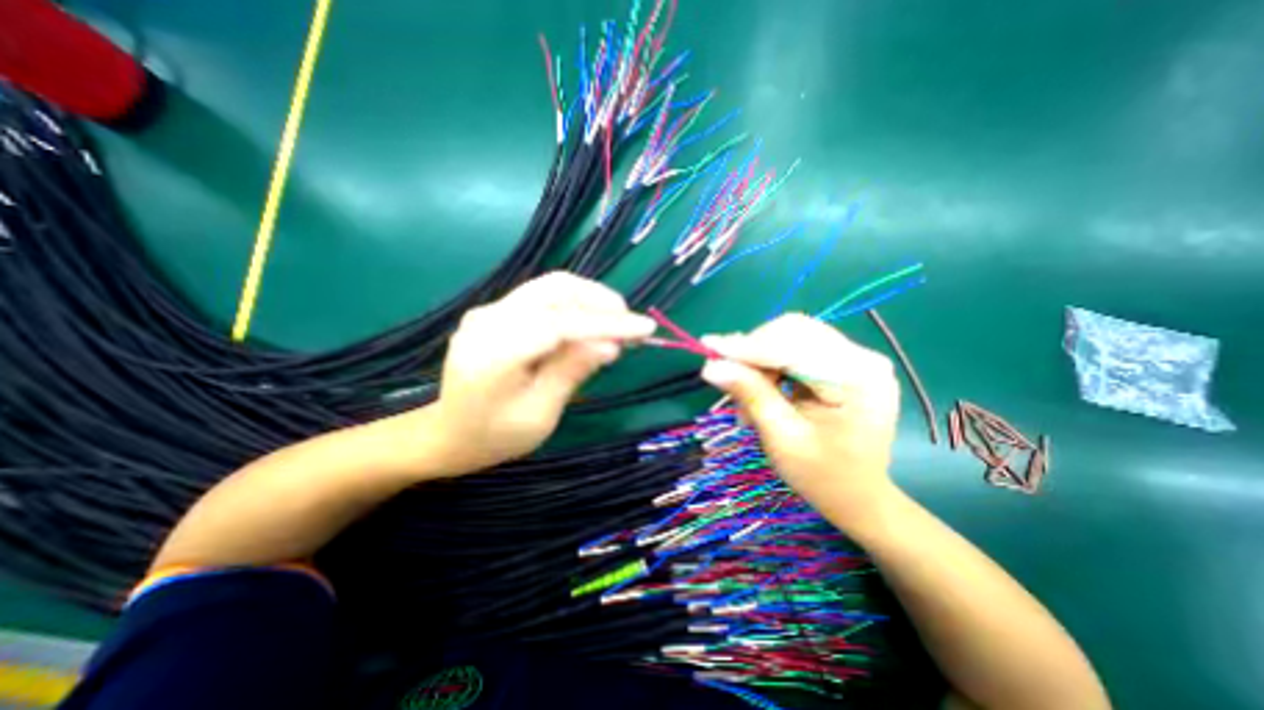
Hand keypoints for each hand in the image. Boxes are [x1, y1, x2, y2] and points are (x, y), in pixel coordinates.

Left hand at [431, 272, 657, 475]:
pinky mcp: (496, 313)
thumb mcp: (540, 415)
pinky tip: (589, 326)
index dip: (607, 323)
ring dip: (590, 300)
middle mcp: (488, 319)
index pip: (561, 323)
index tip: (645, 328)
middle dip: (600, 301)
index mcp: (494, 352)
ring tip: (616, 325)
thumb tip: (610, 345)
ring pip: (551, 288)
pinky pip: (542, 299)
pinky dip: (573, 307)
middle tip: (631, 324)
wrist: (448, 435)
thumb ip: (571, 373)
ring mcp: (489, 311)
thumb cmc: (495, 436)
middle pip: (555, 288)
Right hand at [700, 317, 898, 526]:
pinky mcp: (841, 362)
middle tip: (730, 381)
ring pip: (790, 336)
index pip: (792, 346)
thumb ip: (751, 395)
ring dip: (759, 360)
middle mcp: (861, 357)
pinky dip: (770, 364)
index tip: (708, 346)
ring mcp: (854, 357)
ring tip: (747, 398)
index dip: (746, 346)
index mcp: (857, 378)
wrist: (859, 496)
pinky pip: (795, 348)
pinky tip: (763, 388)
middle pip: (792, 331)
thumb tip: (712, 366)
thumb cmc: (823, 477)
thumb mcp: (782, 439)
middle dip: (754, 352)